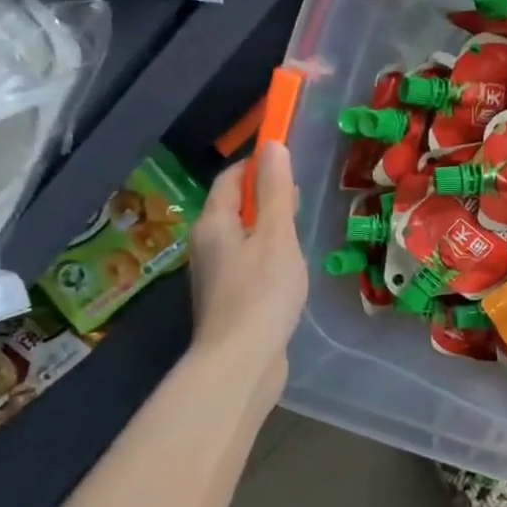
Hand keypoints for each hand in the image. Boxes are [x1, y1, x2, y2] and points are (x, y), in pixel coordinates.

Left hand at [187, 142, 307, 386]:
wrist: (241, 360)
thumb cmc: (261, 292)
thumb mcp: (276, 235)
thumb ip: (276, 192)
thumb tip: (273, 145)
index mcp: (213, 223)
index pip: (230, 179)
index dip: (256, 164)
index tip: (287, 161)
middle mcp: (206, 245)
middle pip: (233, 207)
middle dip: (263, 196)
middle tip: (299, 198)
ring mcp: (215, 275)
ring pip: (241, 237)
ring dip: (266, 228)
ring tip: (299, 232)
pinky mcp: (228, 299)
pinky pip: (247, 262)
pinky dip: (266, 255)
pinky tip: (289, 269)